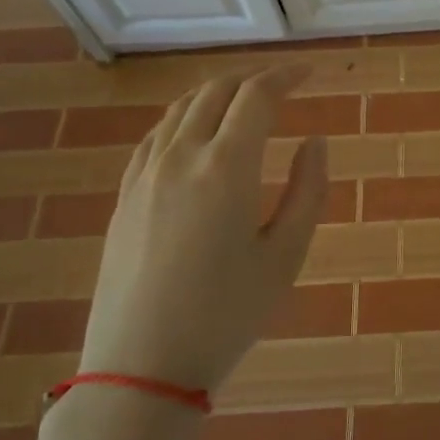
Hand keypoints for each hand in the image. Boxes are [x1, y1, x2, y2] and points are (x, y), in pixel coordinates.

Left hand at [81, 65, 328, 392]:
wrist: (141, 366)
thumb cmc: (227, 315)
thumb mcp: (286, 255)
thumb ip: (308, 190)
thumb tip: (314, 141)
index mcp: (226, 167)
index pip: (257, 96)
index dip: (286, 76)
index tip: (310, 73)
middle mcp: (181, 156)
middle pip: (216, 92)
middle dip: (253, 78)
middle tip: (283, 83)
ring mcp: (145, 174)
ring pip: (181, 109)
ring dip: (217, 93)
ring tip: (245, 101)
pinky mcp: (125, 196)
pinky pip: (156, 135)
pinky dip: (184, 117)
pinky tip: (196, 133)